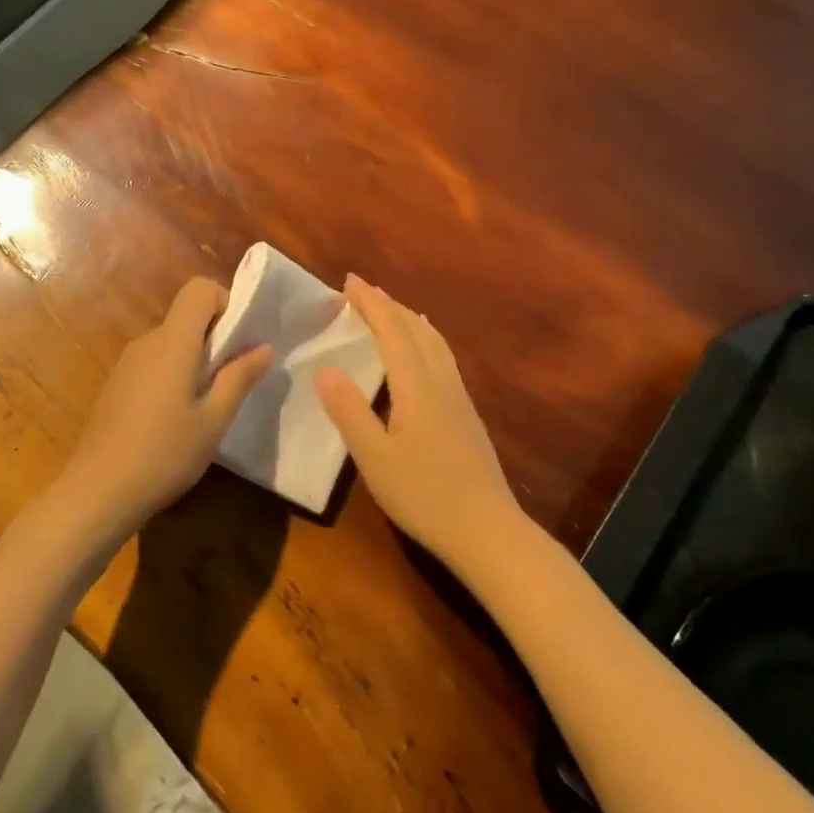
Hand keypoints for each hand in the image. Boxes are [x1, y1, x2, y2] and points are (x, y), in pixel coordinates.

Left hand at [62, 276, 272, 541]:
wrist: (97, 492)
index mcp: (173, 342)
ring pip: (171, 341)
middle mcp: (147, 341)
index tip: (238, 342)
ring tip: (206, 406)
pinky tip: (175, 419)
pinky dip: (173, 374)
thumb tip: (264, 346)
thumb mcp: (214, 420)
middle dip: (215, 338)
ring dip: (195, 359)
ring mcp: (127, 362)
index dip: (225, 303)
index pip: (199, 289)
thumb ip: (240, 377)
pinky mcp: (117, 384)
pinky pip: (154, 362)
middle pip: (187, 316)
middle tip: (231, 381)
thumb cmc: (164, 453)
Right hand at [316, 275, 523, 570]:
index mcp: (416, 386)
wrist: (488, 531)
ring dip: (409, 318)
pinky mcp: (467, 413)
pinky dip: (425, 338)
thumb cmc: (425, 495)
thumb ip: (349, 411)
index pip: (392, 330)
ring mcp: (459, 396)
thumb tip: (324, 368)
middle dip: (387, 304)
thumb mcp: (375, 458)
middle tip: (361, 290)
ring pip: (434, 341)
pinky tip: (423, 352)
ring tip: (390, 309)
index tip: (348, 281)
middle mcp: (441, 381)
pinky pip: (443, 356)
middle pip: (416, 328)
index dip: (370, 303)